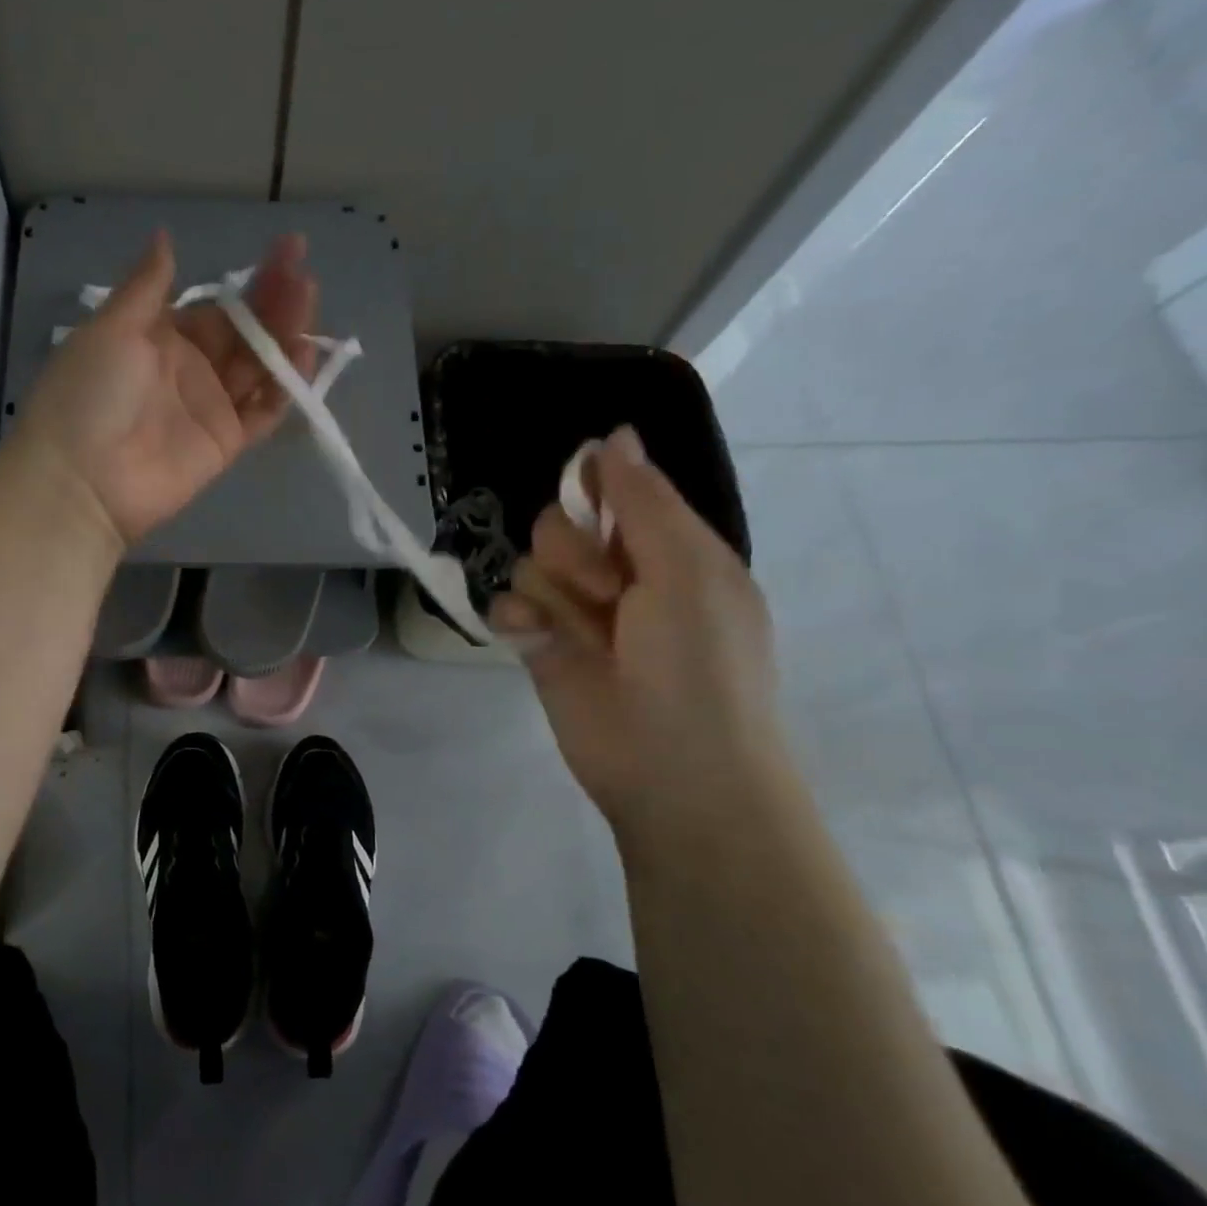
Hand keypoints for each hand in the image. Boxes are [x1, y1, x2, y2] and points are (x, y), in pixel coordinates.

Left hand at [7, 230, 317, 547]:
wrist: (84, 479)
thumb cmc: (89, 394)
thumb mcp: (112, 329)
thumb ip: (147, 287)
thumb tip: (166, 238)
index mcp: (159, 338)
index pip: (217, 306)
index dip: (251, 282)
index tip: (289, 250)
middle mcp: (190, 369)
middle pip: (244, 333)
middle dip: (275, 302)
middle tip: (305, 273)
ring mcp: (210, 407)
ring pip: (259, 367)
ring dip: (285, 335)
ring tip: (310, 301)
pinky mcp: (226, 443)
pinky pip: (263, 411)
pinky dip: (286, 387)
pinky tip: (305, 354)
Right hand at [490, 427, 789, 833]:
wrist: (673, 771)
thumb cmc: (700, 664)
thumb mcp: (688, 571)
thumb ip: (644, 502)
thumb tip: (616, 434)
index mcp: (668, 550)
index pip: (618, 490)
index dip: (596, 484)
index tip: (583, 485)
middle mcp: (618, 575)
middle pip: (560, 523)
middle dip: (575, 550)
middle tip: (609, 590)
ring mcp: (575, 613)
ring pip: (530, 563)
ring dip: (551, 591)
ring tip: (580, 632)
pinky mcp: (538, 647)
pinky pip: (506, 605)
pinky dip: (516, 618)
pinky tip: (533, 641)